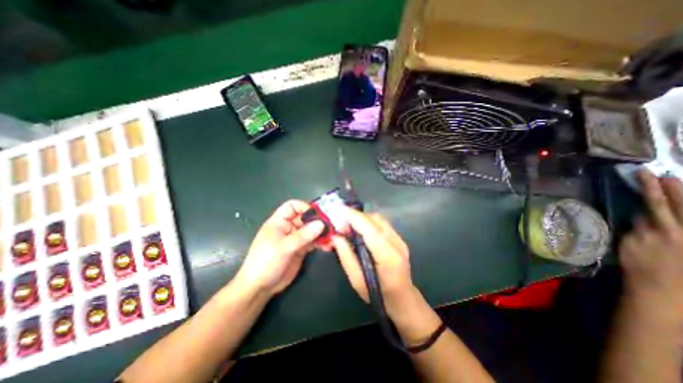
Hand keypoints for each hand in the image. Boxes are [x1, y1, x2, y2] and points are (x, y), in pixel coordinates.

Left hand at [235, 201, 324, 295]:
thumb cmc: (265, 262)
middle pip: (305, 218)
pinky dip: (321, 242)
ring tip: (332, 236)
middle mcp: (288, 227)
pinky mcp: (301, 249)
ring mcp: (295, 239)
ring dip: (322, 232)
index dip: (305, 207)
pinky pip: (313, 242)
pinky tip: (328, 245)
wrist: (260, 288)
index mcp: (279, 222)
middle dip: (318, 220)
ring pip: (311, 230)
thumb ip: (303, 235)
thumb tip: (321, 224)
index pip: (292, 206)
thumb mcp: (283, 247)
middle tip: (332, 225)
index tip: (318, 214)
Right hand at [332, 208, 415, 315]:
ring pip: (378, 219)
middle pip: (375, 220)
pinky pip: (381, 223)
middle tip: (340, 222)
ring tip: (348, 225)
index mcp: (388, 256)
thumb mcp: (357, 281)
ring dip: (361, 218)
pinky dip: (368, 222)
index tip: (338, 210)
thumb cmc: (378, 295)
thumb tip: (336, 236)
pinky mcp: (399, 238)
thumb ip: (346, 256)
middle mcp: (397, 243)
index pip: (370, 229)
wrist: (403, 299)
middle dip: (355, 216)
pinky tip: (360, 229)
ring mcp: (400, 239)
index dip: (354, 217)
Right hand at [623, 171, 682, 321]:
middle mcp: (680, 231)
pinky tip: (680, 205)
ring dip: (682, 196)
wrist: (664, 289)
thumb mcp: (631, 247)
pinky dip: (682, 212)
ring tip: (674, 181)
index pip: (654, 205)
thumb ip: (637, 230)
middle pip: (676, 205)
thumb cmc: (641, 267)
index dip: (650, 190)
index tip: (646, 176)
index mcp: (661, 231)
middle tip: (662, 174)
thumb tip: (641, 216)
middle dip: (670, 189)